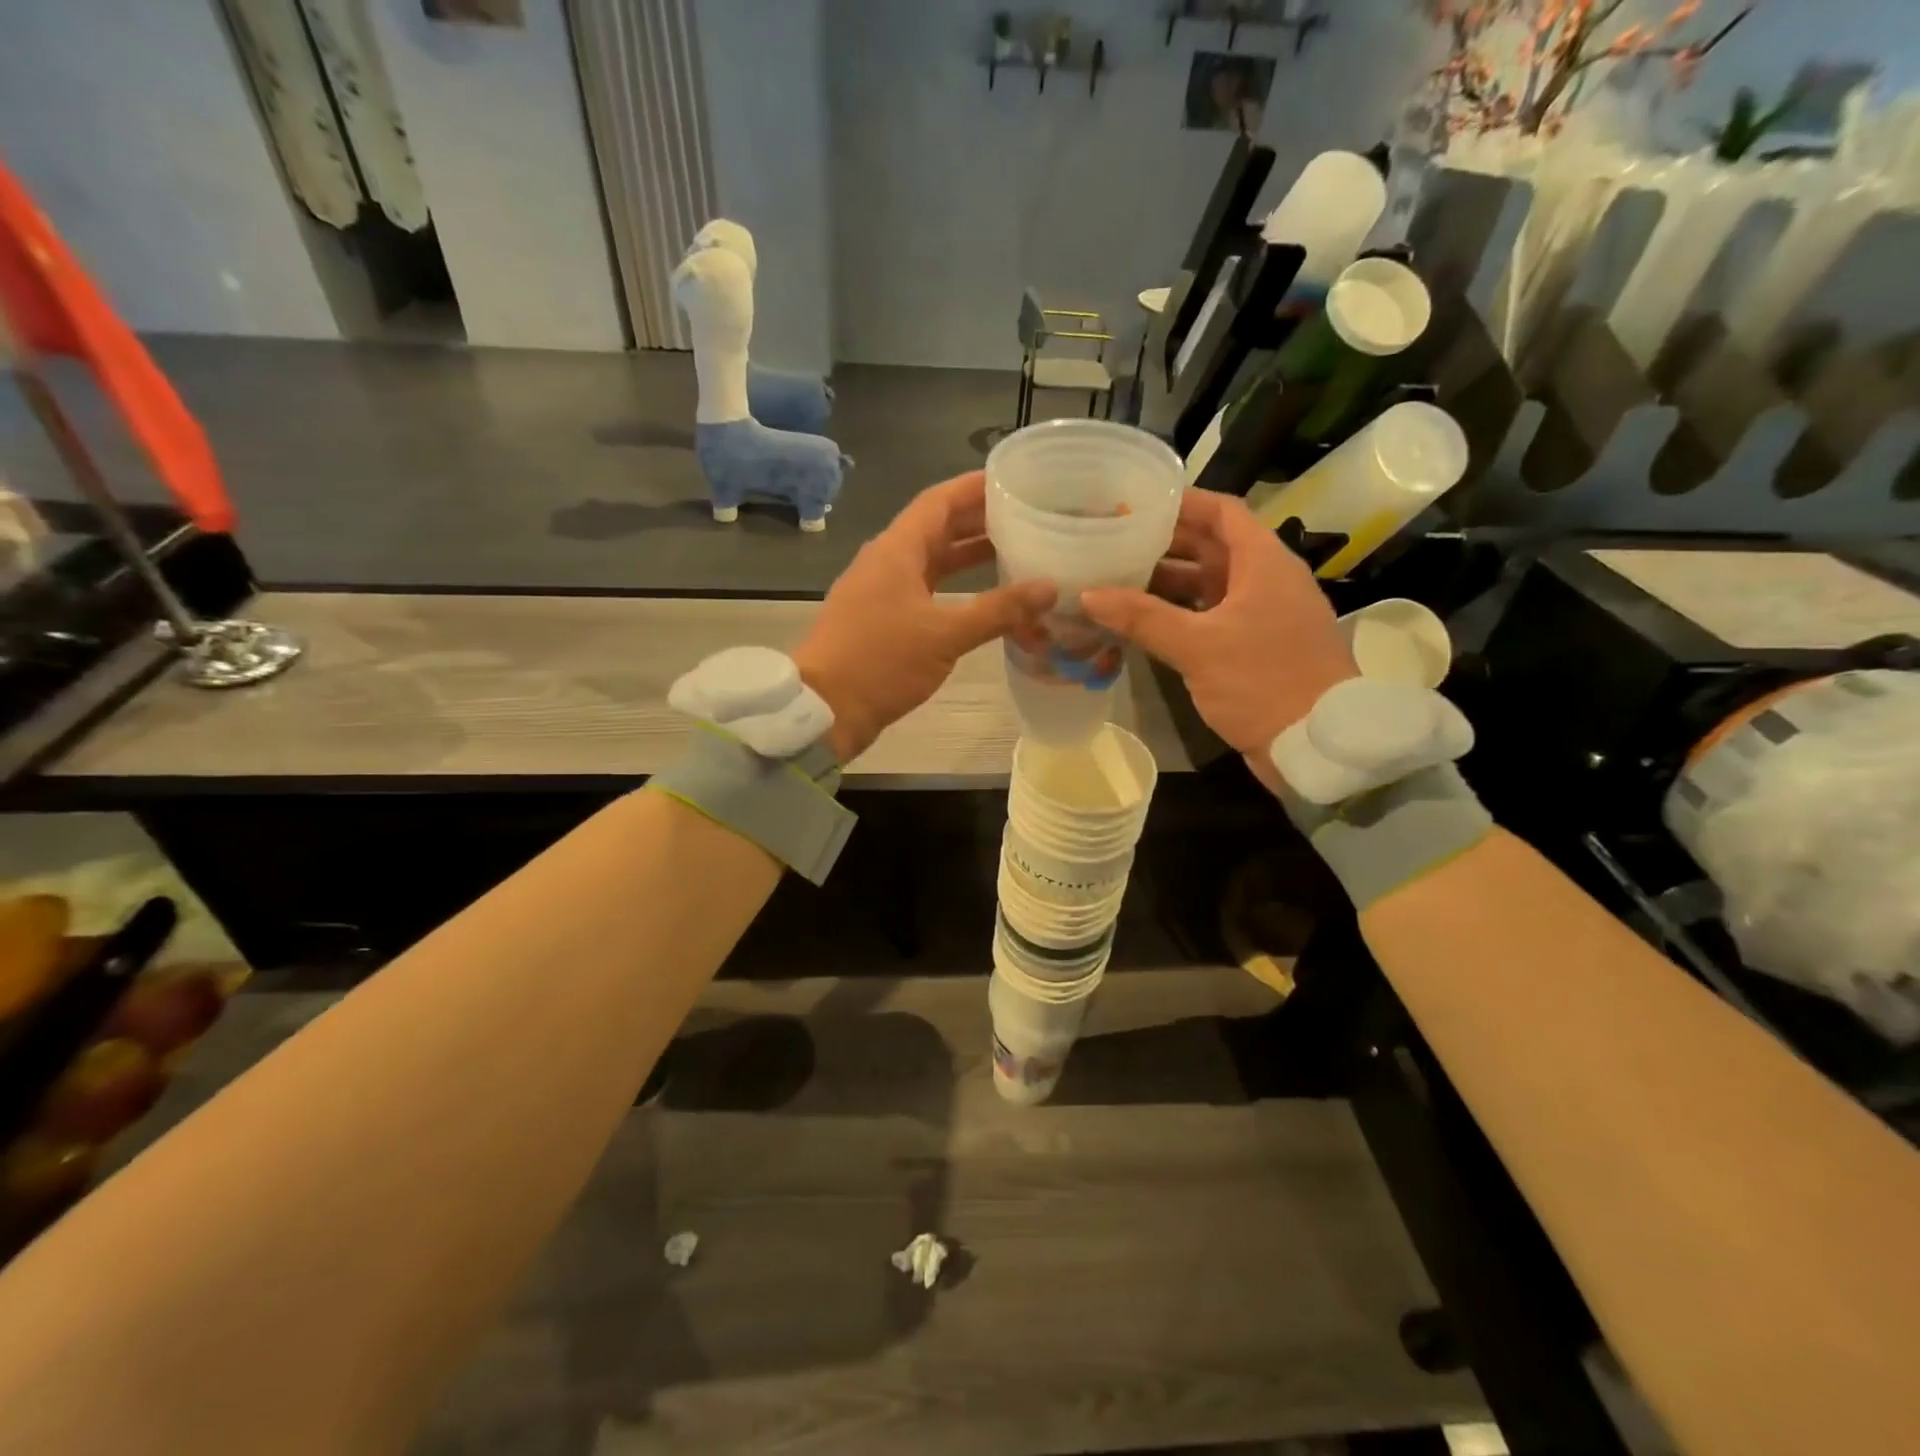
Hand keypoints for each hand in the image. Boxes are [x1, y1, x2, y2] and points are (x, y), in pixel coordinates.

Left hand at [795, 472, 1054, 762]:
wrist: (825, 708)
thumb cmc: (881, 662)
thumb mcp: (945, 635)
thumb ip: (998, 610)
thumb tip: (1049, 588)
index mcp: (896, 550)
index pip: (939, 501)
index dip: (975, 488)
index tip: (1015, 480)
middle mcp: (887, 561)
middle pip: (937, 528)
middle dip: (979, 521)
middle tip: (1026, 517)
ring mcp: (882, 591)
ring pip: (931, 562)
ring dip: (968, 556)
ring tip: (1014, 552)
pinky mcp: (882, 619)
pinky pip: (924, 590)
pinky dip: (955, 589)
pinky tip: (983, 599)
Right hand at [1081, 488, 1354, 776]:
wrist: (1316, 745)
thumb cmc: (1263, 682)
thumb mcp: (1198, 646)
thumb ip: (1142, 617)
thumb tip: (1088, 595)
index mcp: (1263, 563)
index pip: (1222, 512)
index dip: (1182, 502)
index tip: (1136, 501)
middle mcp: (1265, 580)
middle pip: (1212, 546)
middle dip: (1165, 543)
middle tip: (1115, 541)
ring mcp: (1261, 615)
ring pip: (1209, 584)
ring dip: (1168, 582)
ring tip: (1117, 579)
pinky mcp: (1254, 646)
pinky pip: (1211, 616)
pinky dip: (1179, 614)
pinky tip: (1143, 622)